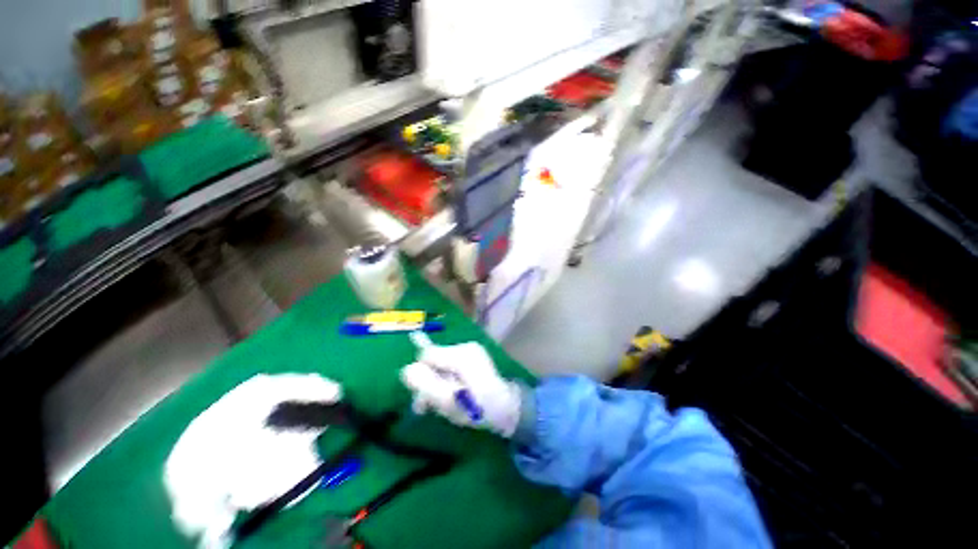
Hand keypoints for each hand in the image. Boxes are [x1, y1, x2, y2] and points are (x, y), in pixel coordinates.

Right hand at [401, 334, 521, 436]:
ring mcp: (470, 349)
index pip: (426, 356)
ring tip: (445, 402)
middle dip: (428, 382)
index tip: (424, 401)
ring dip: (437, 382)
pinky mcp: (472, 354)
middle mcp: (466, 346)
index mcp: (462, 355)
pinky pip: (449, 363)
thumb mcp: (449, 403)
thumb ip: (427, 385)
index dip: (421, 376)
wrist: (505, 409)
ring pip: (440, 362)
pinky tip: (452, 391)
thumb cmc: (478, 410)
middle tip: (430, 408)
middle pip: (433, 359)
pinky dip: (446, 378)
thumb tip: (407, 369)